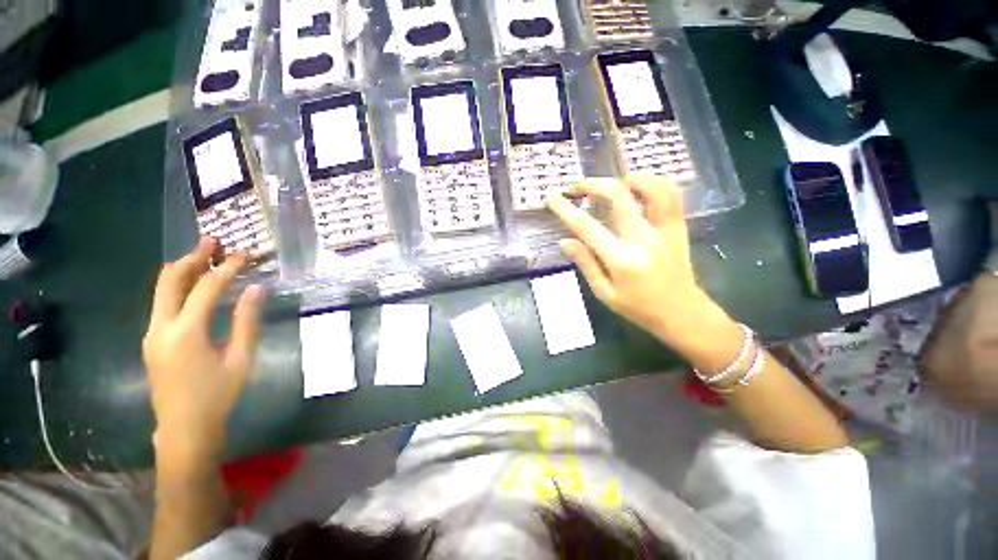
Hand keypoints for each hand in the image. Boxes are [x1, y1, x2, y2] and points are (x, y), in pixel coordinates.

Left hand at [143, 237, 262, 477]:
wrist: (183, 428)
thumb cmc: (217, 395)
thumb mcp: (240, 359)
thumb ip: (246, 321)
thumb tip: (256, 289)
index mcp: (185, 332)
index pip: (207, 288)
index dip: (227, 268)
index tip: (243, 254)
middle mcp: (161, 327)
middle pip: (170, 280)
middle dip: (192, 258)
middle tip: (211, 241)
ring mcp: (152, 334)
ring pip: (162, 290)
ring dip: (183, 270)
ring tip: (204, 256)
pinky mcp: (152, 341)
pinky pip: (162, 304)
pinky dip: (178, 288)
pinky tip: (194, 286)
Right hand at [547, 176, 739, 361]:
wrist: (682, 313)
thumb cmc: (638, 307)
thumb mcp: (605, 293)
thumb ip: (586, 264)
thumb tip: (565, 241)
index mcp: (621, 259)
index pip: (588, 227)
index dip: (566, 210)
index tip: (552, 198)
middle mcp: (644, 238)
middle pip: (619, 197)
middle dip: (594, 184)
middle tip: (579, 186)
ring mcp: (665, 230)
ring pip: (651, 188)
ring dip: (629, 178)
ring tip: (612, 182)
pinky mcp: (678, 227)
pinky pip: (671, 194)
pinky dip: (654, 183)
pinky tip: (639, 187)